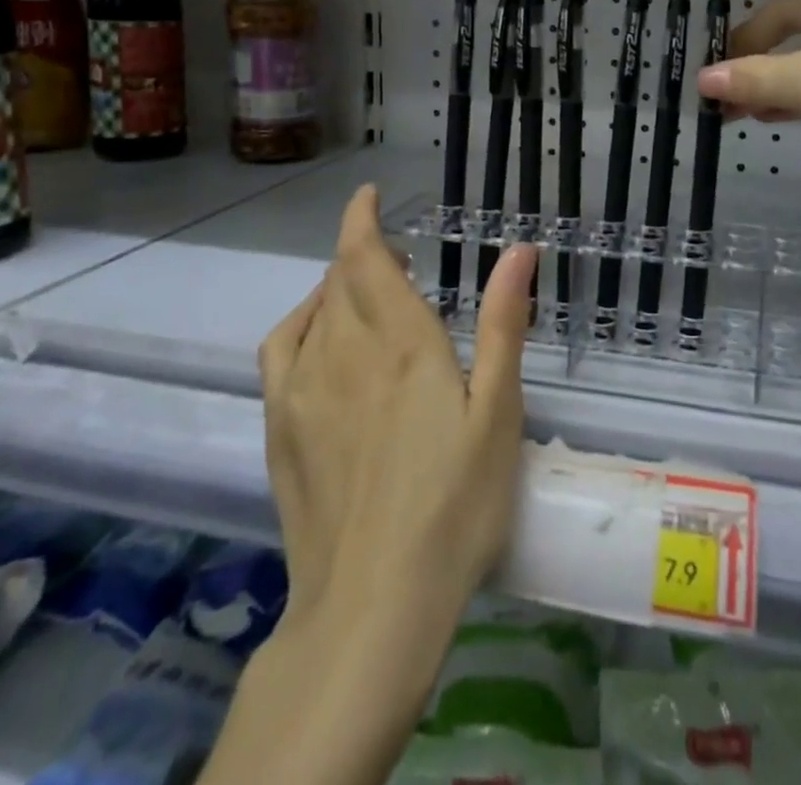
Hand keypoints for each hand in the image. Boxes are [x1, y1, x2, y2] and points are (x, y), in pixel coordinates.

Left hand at [222, 194, 536, 784]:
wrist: (372, 605)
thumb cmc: (454, 505)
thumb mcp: (497, 412)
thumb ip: (503, 324)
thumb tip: (519, 249)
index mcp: (401, 342)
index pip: (365, 256)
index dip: (362, 218)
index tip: (368, 195)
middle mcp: (344, 351)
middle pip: (340, 277)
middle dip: (363, 252)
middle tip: (394, 255)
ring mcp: (303, 389)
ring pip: (313, 309)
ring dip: (337, 285)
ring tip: (365, 292)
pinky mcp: (281, 427)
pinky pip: (281, 349)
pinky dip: (300, 322)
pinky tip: (317, 335)